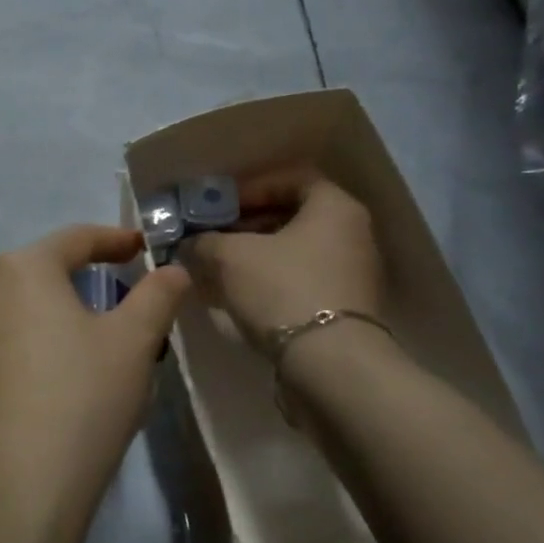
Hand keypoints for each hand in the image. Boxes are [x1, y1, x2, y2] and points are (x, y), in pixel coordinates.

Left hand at [0, 226, 190, 531]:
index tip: (143, 248)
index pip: (76, 238)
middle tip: (123, 297)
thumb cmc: (82, 400)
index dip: (115, 240)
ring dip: (57, 311)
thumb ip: (158, 295)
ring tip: (91, 339)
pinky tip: (52, 374)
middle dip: (85, 277)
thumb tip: (174, 269)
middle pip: (43, 269)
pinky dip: (32, 339)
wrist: (16, 491)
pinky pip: (1, 337)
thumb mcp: (134, 342)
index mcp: (22, 267)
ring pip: (21, 305)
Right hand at [178, 168, 382, 349]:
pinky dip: (270, 281)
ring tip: (217, 269)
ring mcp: (352, 273)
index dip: (251, 187)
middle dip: (246, 224)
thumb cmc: (282, 290)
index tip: (219, 206)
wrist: (330, 365)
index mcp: (335, 207)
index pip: (292, 177)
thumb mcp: (230, 257)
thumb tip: (190, 243)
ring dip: (255, 255)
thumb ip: (206, 241)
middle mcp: (353, 233)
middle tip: (212, 237)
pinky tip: (238, 297)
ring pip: (295, 251)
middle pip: (293, 215)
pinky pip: (301, 280)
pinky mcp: (345, 307)